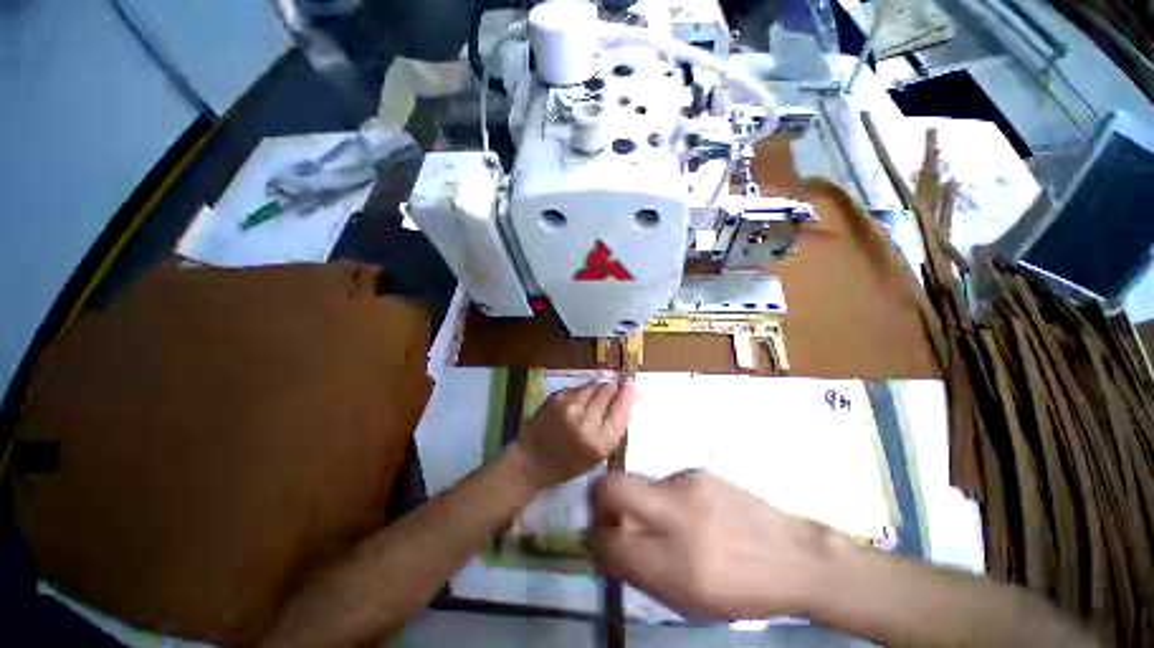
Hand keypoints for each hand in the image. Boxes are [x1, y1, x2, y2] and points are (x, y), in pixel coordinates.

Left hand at [511, 378, 634, 487]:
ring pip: (592, 387)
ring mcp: (569, 407)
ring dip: (599, 386)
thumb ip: (611, 430)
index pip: (621, 412)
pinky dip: (583, 390)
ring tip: (600, 388)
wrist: (532, 460)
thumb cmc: (568, 463)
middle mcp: (585, 422)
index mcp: (599, 443)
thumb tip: (623, 401)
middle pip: (607, 394)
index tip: (631, 384)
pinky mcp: (557, 398)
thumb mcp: (597, 455)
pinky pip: (577, 388)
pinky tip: (582, 395)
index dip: (627, 395)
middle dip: (613, 387)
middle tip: (617, 383)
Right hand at [589, 471, 840, 619]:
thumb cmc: (741, 590)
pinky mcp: (696, 471)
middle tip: (612, 517)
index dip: (595, 542)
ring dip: (639, 503)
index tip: (600, 542)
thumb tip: (609, 547)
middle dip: (600, 501)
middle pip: (611, 488)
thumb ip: (641, 572)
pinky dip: (665, 499)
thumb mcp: (689, 600)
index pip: (609, 542)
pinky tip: (691, 513)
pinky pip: (664, 483)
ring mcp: (686, 484)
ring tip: (668, 524)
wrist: (794, 556)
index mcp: (675, 563)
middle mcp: (675, 514)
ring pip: (638, 483)